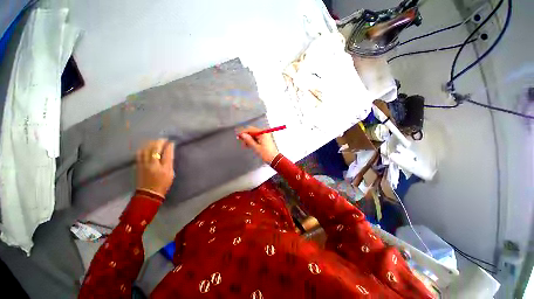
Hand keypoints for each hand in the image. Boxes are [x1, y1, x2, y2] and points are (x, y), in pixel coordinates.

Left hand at [136, 139, 174, 196]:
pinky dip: (144, 148)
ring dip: (151, 143)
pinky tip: (146, 147)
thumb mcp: (171, 173)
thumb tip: (169, 152)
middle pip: (155, 149)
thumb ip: (169, 162)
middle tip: (164, 140)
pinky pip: (139, 153)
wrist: (149, 193)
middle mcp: (153, 164)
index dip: (169, 146)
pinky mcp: (138, 165)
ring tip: (156, 142)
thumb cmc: (163, 184)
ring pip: (146, 149)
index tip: (171, 142)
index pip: (166, 153)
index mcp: (163, 167)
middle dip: (160, 142)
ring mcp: (144, 164)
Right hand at [238, 126, 278, 162]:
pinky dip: (252, 141)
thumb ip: (248, 140)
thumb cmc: (267, 154)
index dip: (243, 132)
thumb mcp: (255, 147)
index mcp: (262, 133)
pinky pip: (257, 138)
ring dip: (249, 139)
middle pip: (252, 132)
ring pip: (254, 135)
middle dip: (246, 136)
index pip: (250, 129)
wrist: (274, 159)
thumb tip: (243, 135)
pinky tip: (249, 145)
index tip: (238, 135)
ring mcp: (265, 136)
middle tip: (241, 142)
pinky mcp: (265, 139)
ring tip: (245, 145)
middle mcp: (264, 133)